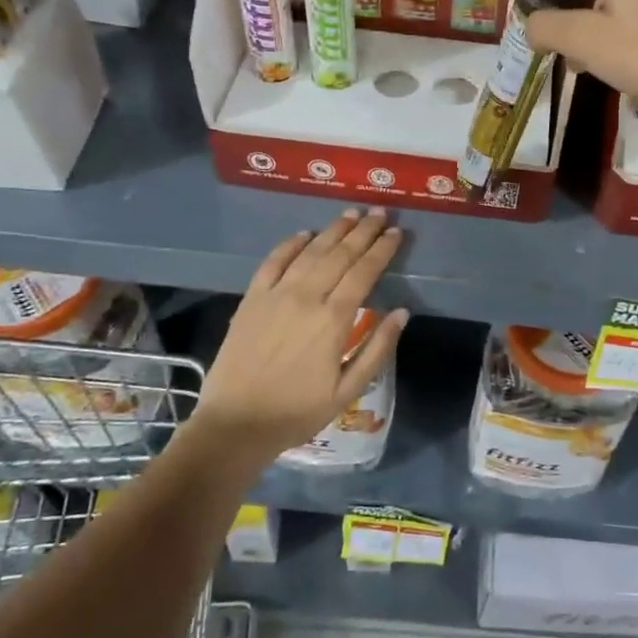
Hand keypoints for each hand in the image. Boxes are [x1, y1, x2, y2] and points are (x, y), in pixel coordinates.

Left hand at [190, 209, 407, 459]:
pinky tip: (305, 234)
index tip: (397, 233)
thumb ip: (377, 348)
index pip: (364, 272)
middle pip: (340, 254)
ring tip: (351, 214)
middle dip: (363, 231)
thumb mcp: (348, 390)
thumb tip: (402, 312)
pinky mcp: (251, 299)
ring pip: (310, 252)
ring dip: (332, 230)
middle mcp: (306, 297)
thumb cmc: (297, 412)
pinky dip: (290, 244)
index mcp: (333, 320)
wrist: (235, 424)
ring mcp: (275, 295)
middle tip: (380, 213)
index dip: (382, 250)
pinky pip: (273, 262)